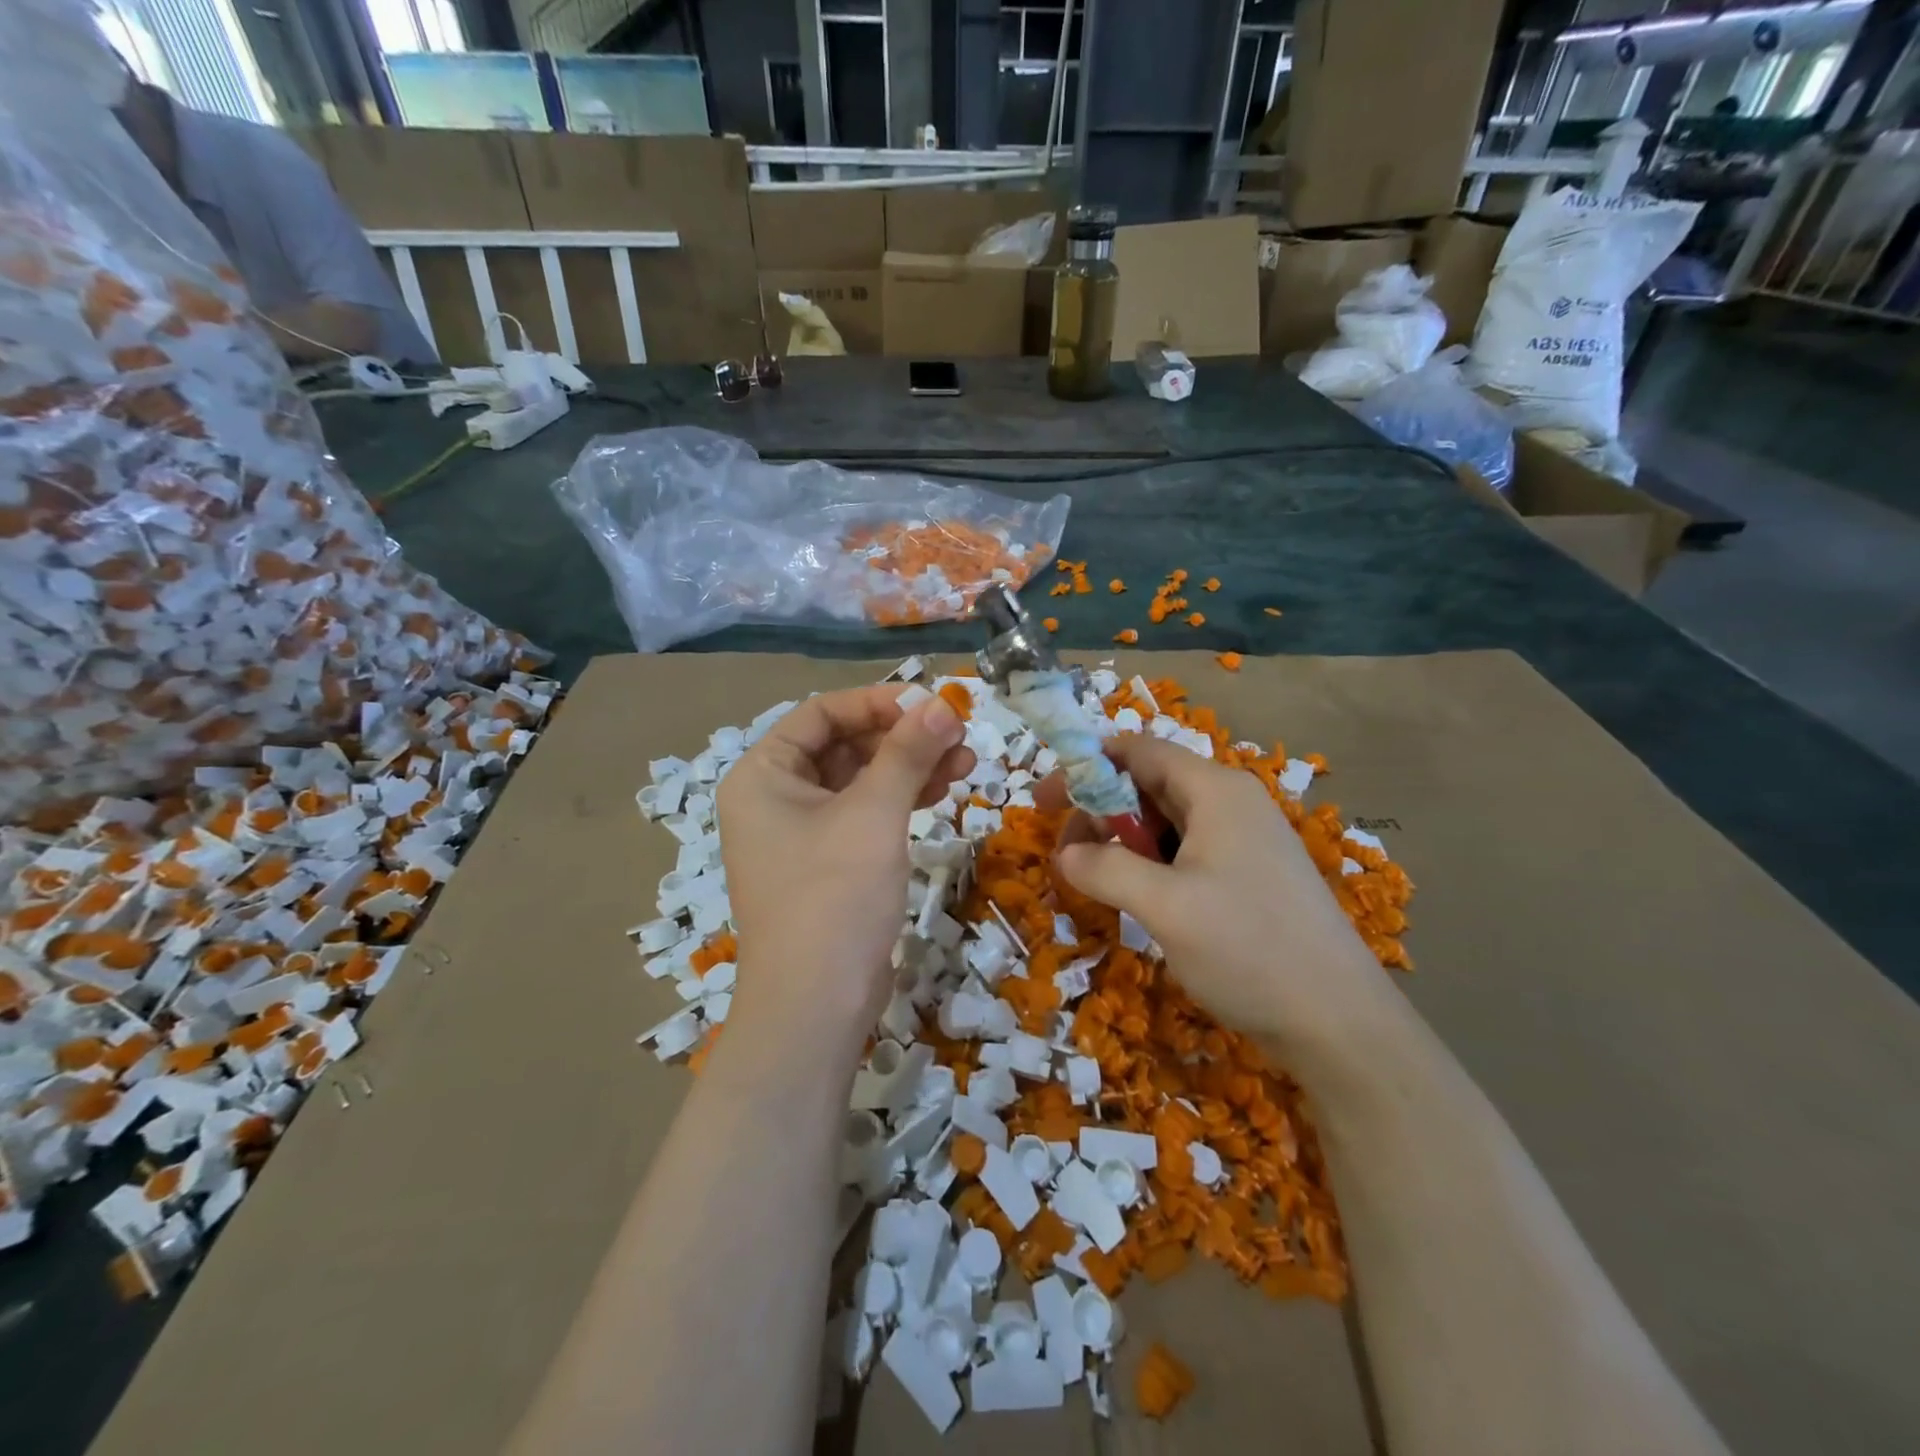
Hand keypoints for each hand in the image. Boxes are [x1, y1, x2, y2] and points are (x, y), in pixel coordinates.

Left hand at [717, 685, 973, 1061]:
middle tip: (958, 735)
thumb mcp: (874, 814)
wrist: (816, 1005)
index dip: (878, 703)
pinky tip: (942, 792)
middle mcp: (773, 798)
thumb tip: (942, 702)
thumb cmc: (834, 896)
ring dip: (909, 767)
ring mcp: (799, 834)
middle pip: (843, 745)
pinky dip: (900, 800)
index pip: (821, 713)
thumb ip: (907, 752)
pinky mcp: (825, 864)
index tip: (932, 705)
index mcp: (762, 775)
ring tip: (965, 762)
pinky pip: (863, 814)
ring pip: (859, 780)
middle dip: (901, 737)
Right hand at [1042, 735, 1396, 1067]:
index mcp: (1216, 791)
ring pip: (1167, 822)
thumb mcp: (1164, 906)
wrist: (1339, 1022)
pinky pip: (1187, 852)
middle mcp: (1232, 803)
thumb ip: (1105, 869)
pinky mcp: (1250, 876)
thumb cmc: (1249, 949)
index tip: (1045, 800)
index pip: (1139, 750)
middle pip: (1150, 784)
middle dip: (1100, 810)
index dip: (1086, 766)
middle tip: (1065, 852)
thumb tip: (1065, 854)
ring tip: (1095, 879)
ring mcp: (1245, 841)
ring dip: (1123, 842)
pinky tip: (1136, 898)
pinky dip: (1151, 864)